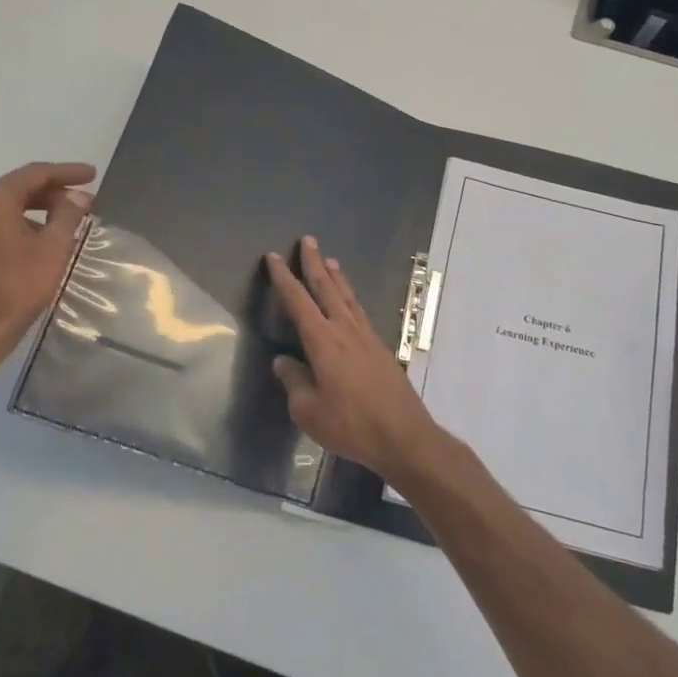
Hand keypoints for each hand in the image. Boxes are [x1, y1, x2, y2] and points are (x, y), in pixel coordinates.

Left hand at [0, 161, 95, 385]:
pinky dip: (13, 229)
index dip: (67, 173)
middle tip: (80, 201)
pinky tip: (30, 246)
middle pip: (14, 190)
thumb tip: (77, 196)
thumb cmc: (16, 288)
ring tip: (59, 224)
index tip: (92, 175)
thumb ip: (67, 215)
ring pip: (0, 211)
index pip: (35, 174)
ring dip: (31, 212)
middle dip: (50, 193)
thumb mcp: (53, 249)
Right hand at [264, 236, 447, 483]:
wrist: (403, 436)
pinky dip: (351, 299)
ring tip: (330, 260)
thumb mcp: (309, 411)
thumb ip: (294, 382)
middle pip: (327, 288)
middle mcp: (345, 330)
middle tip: (308, 240)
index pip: (298, 301)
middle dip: (314, 264)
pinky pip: (360, 313)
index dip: (284, 279)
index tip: (274, 258)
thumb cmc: (350, 424)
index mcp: (323, 341)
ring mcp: (367, 338)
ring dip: (337, 277)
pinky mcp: (381, 349)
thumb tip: (283, 362)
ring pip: (348, 298)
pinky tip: (350, 303)